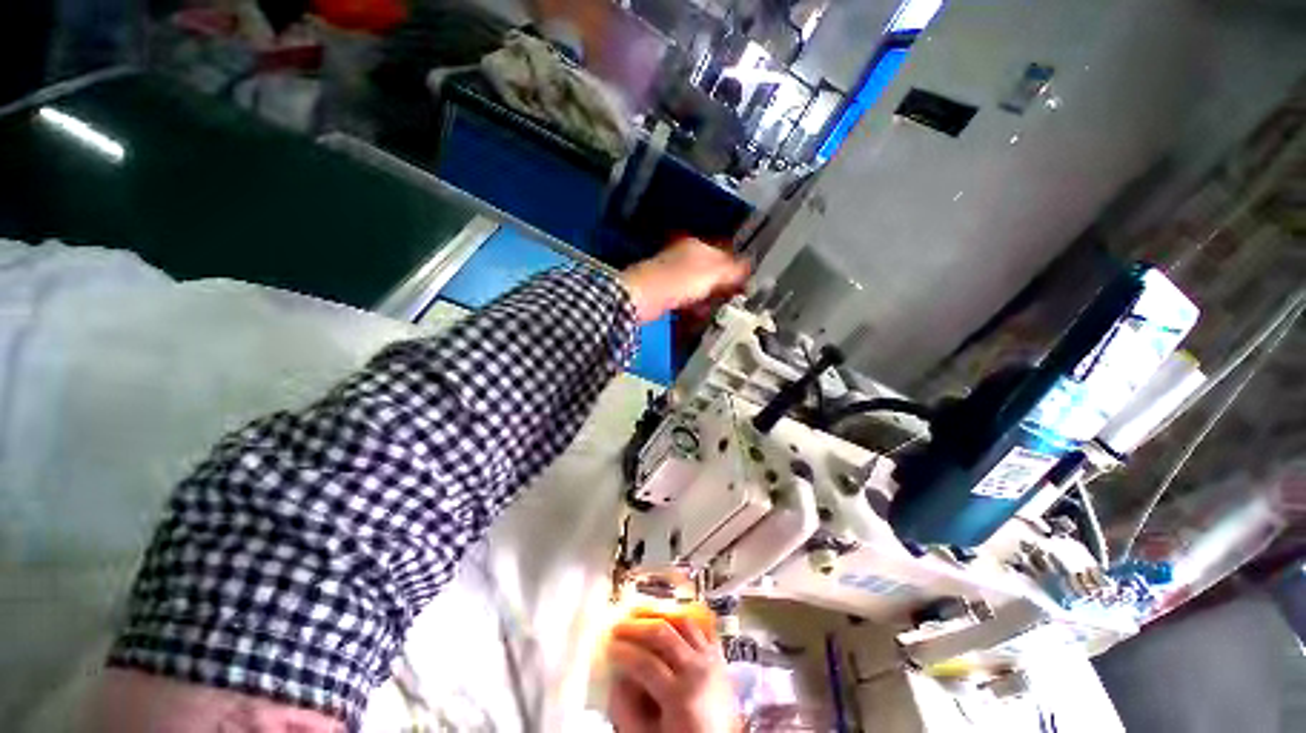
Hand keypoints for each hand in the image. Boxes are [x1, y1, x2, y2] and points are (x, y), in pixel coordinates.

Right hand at [606, 607, 741, 732]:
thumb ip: (627, 709)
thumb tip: (615, 677)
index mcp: (680, 697)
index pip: (645, 663)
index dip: (623, 652)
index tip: (609, 647)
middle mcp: (697, 671)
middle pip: (663, 633)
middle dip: (636, 626)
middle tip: (618, 626)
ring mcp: (711, 660)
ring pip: (683, 621)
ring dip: (659, 614)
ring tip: (640, 614)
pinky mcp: (719, 656)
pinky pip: (703, 626)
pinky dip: (685, 617)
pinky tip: (670, 616)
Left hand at [620, 238, 750, 322]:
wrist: (641, 298)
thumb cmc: (678, 281)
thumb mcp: (711, 273)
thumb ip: (732, 269)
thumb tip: (749, 266)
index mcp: (697, 246)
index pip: (725, 253)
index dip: (737, 269)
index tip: (745, 285)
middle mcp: (685, 257)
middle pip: (712, 272)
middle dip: (722, 288)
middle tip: (731, 302)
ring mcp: (673, 275)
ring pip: (700, 287)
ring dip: (709, 300)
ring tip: (714, 310)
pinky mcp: (665, 292)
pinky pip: (687, 299)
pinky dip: (694, 306)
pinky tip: (697, 314)